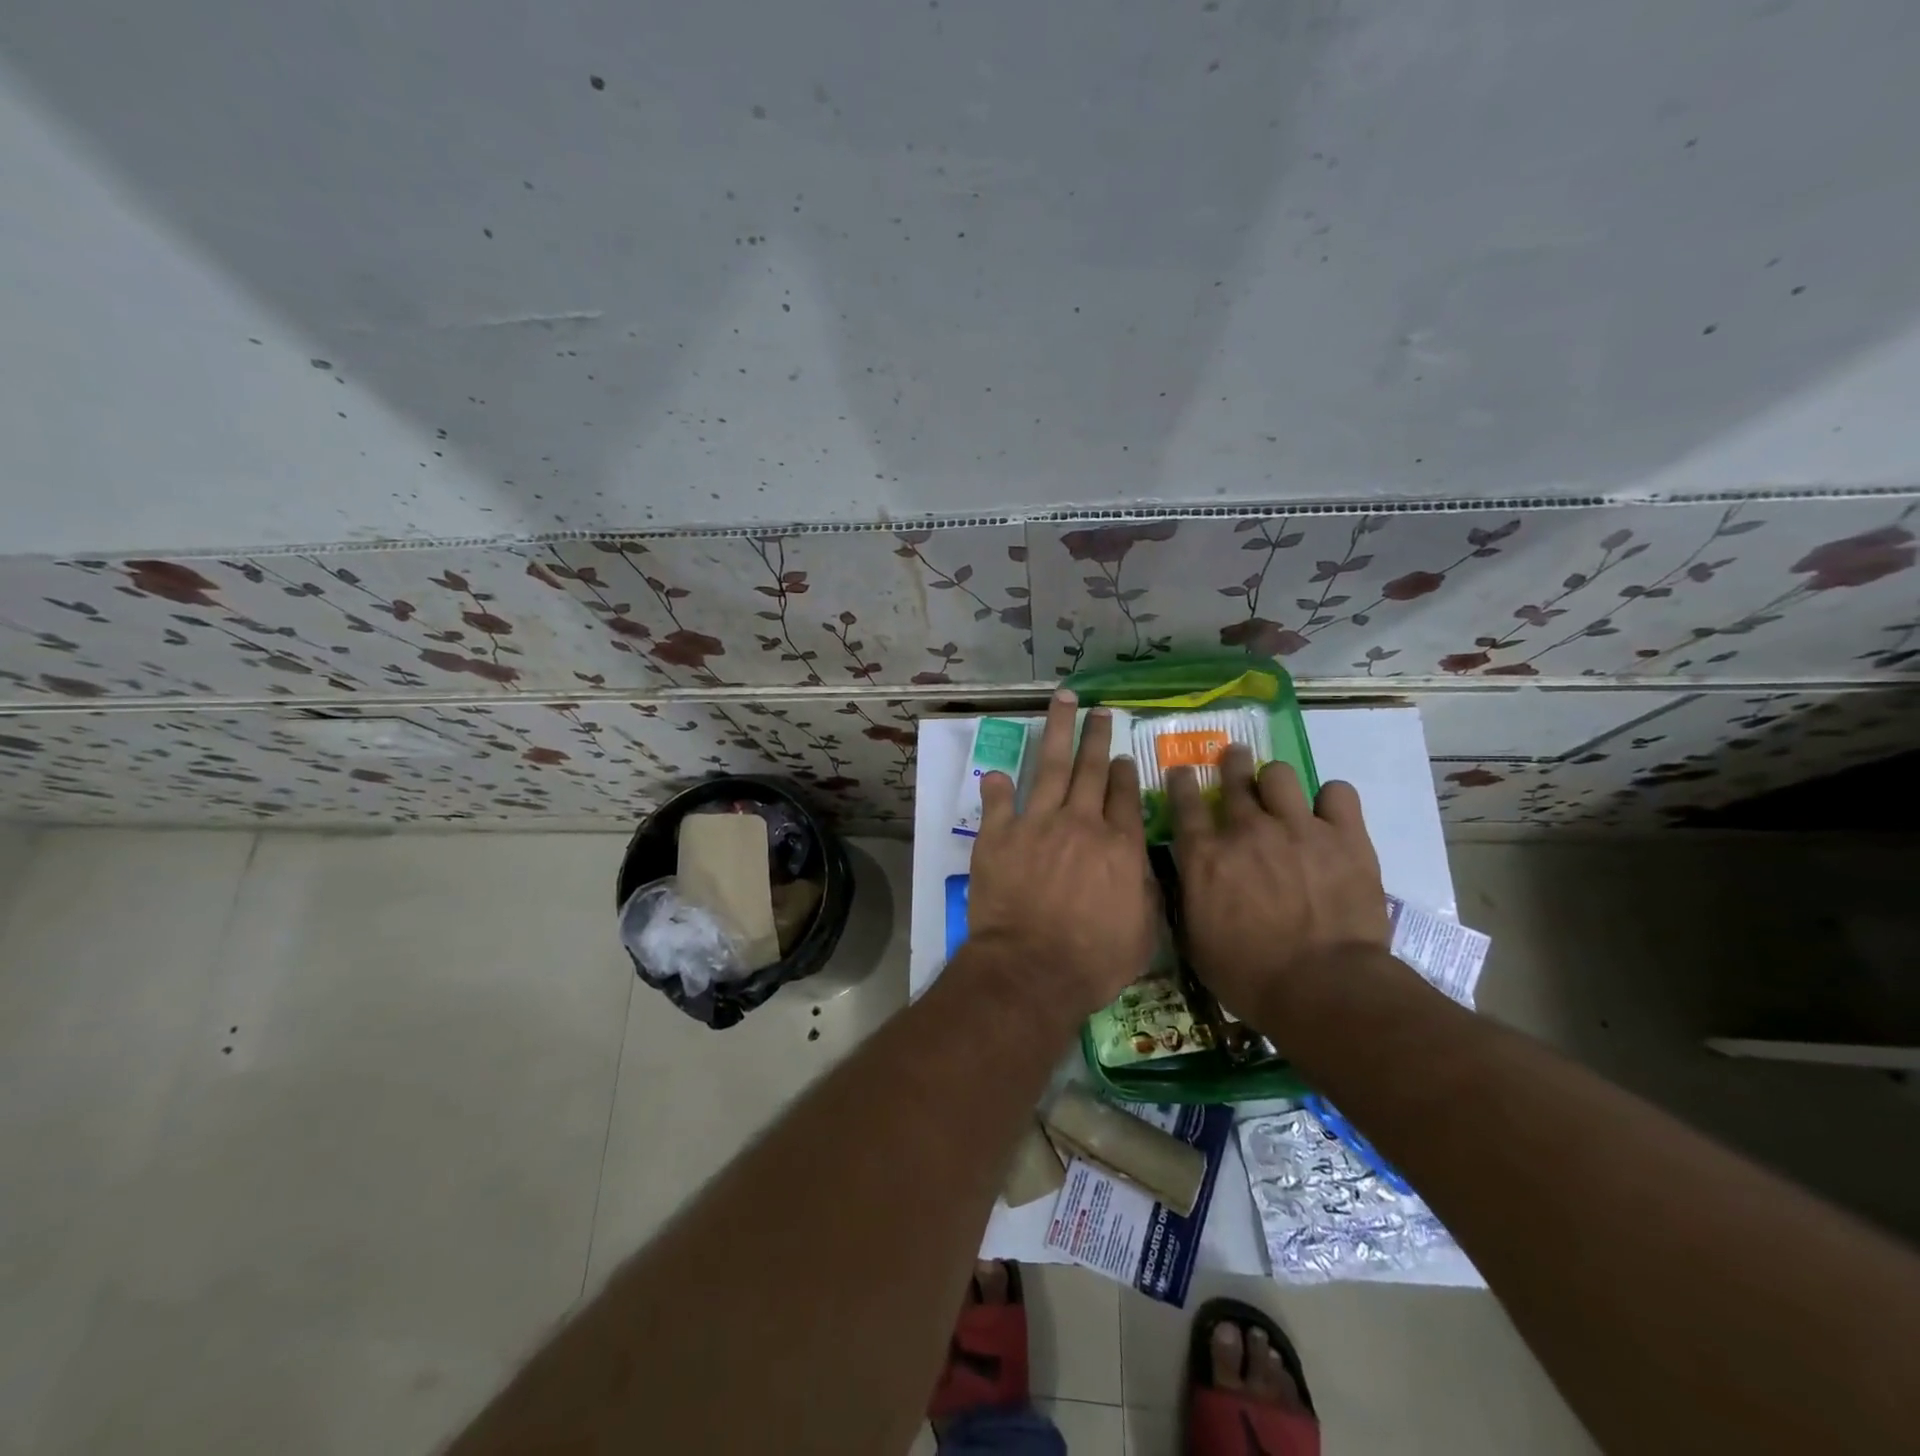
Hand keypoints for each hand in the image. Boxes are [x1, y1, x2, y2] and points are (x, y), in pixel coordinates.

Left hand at [965, 690, 1154, 1017]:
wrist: (1031, 970)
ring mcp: (1037, 824)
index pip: (1124, 797)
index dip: (1123, 773)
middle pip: (1091, 770)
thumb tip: (1142, 864)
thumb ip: (1146, 892)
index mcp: (1119, 846)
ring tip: (1063, 701)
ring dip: (1058, 731)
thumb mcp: (1143, 934)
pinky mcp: (999, 836)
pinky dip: (998, 786)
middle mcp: (1081, 824)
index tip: (1121, 757)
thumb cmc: (1093, 962)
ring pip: (1051, 767)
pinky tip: (1000, 772)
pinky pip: (998, 802)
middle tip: (1101, 711)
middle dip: (1097, 736)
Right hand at [1168, 746, 1390, 1024]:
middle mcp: (1246, 830)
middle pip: (1233, 775)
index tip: (1182, 773)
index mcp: (1205, 855)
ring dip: (1275, 781)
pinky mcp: (1345, 836)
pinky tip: (1329, 815)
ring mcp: (1298, 828)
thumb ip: (1189, 899)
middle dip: (1230, 763)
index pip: (1184, 800)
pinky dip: (1331, 801)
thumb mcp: (1195, 942)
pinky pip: (1337, 793)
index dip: (1181, 781)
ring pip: (1280, 774)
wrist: (1323, 989)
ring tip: (1282, 795)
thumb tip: (1188, 880)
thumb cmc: (1249, 976)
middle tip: (1233, 761)